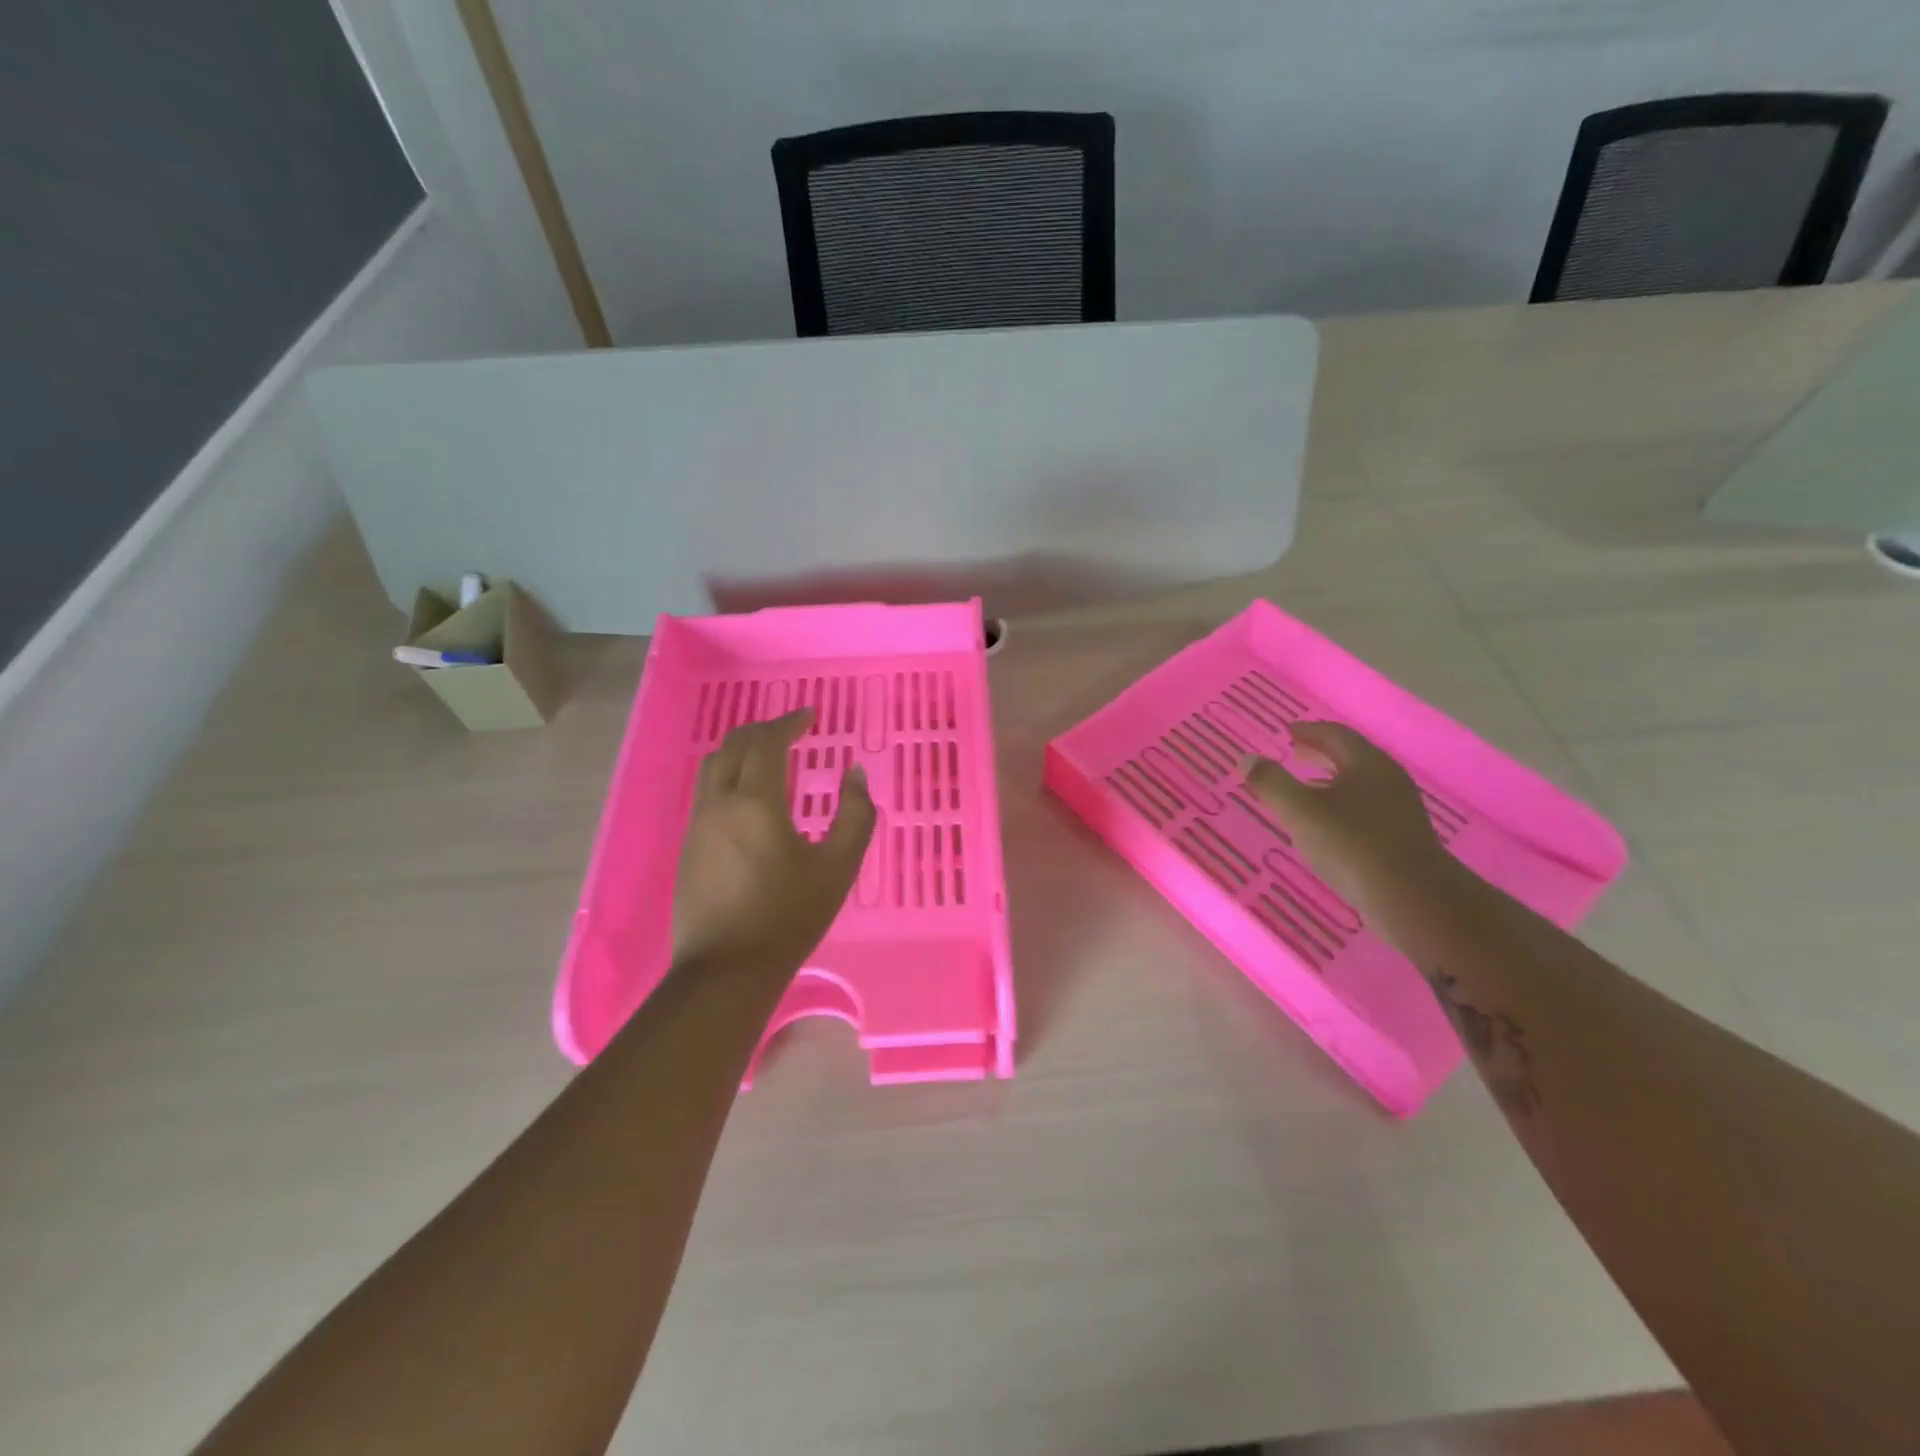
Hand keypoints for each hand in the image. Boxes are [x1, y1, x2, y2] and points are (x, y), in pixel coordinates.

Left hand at [673, 708, 875, 972]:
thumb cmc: (789, 917)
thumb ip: (855, 815)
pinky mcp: (689, 847)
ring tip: (769, 756)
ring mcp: (697, 825)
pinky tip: (749, 797)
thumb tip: (855, 775)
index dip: (789, 722)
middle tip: (791, 730)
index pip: (767, 742)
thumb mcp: (838, 868)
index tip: (810, 715)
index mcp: (755, 802)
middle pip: (734, 746)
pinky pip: (707, 792)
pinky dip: (729, 775)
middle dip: (763, 730)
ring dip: (741, 750)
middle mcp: (719, 803)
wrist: (726, 971)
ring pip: (713, 767)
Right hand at [1245, 721, 1455, 919]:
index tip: (1289, 731)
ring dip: (1331, 779)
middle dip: (1322, 753)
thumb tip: (1247, 759)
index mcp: (1367, 764)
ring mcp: (1400, 810)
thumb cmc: (1352, 845)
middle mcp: (1388, 779)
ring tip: (1307, 787)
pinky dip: (1342, 803)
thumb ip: (1271, 783)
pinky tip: (1328, 824)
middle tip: (1296, 753)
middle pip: (1352, 757)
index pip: (1336, 735)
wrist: (1414, 899)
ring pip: (1360, 784)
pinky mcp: (1403, 837)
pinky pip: (1367, 808)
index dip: (1310, 731)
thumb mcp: (1301, 811)